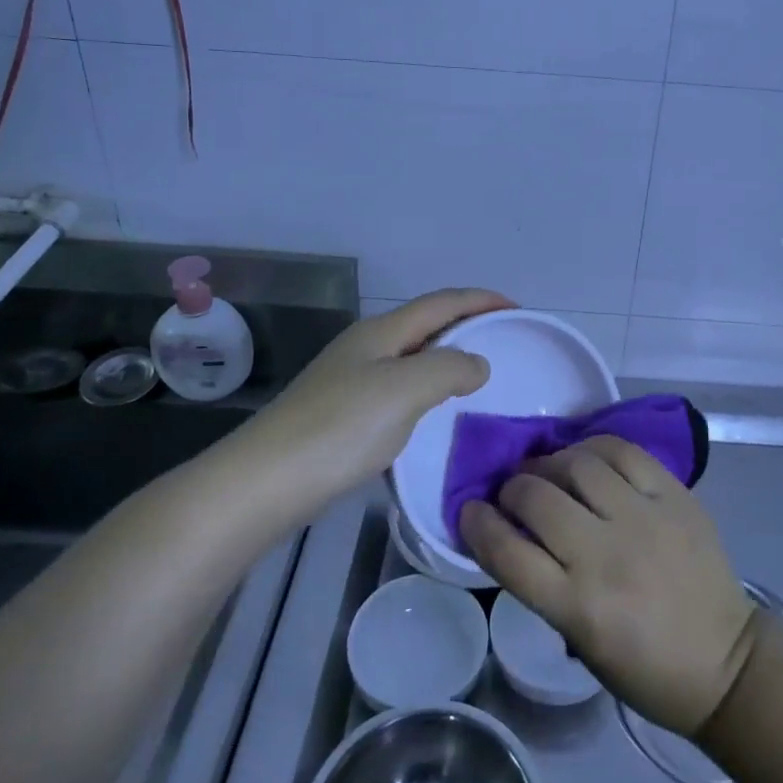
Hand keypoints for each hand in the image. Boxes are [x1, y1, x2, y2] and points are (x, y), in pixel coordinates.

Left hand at [249, 288, 510, 496]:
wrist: (265, 482)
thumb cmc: (340, 428)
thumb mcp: (405, 389)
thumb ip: (450, 368)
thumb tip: (477, 363)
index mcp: (382, 333)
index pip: (442, 302)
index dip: (481, 300)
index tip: (518, 310)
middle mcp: (366, 347)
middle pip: (426, 324)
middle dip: (466, 325)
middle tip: (504, 343)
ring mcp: (350, 380)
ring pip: (412, 357)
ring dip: (447, 359)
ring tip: (479, 377)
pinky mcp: (343, 413)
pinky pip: (399, 388)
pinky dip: (428, 389)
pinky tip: (435, 412)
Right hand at [460, 436, 758, 737]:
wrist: (727, 662)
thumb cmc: (645, 669)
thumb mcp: (580, 642)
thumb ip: (544, 585)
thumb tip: (514, 532)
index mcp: (577, 607)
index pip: (506, 552)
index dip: (477, 525)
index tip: (470, 511)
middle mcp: (606, 555)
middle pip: (536, 497)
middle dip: (512, 488)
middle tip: (513, 492)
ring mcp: (644, 519)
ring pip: (577, 464)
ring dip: (549, 462)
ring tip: (548, 470)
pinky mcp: (675, 496)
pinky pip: (623, 452)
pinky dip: (594, 447)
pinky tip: (586, 457)